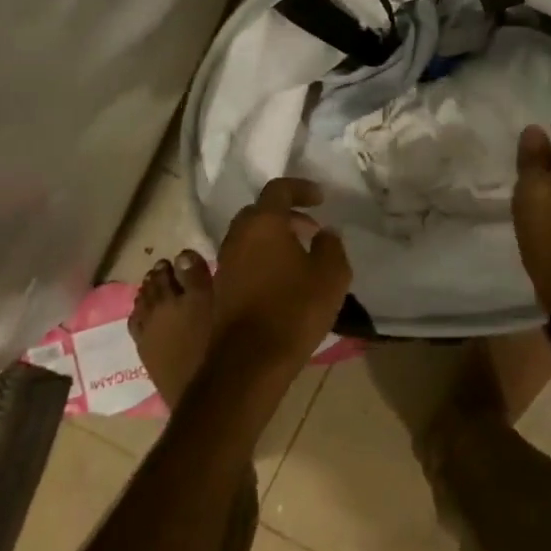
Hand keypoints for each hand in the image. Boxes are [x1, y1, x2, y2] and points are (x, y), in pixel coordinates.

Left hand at [210, 177, 352, 383]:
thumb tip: (324, 233)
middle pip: (260, 211)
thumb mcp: (331, 274)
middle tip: (309, 230)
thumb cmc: (294, 309)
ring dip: (272, 238)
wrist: (249, 362)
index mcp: (264, 222)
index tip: (320, 199)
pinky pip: (243, 260)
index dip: (301, 188)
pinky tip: (281, 281)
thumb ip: (331, 245)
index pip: (279, 189)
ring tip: (298, 257)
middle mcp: (238, 235)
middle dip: (286, 214)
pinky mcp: (220, 288)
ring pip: (249, 237)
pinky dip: (261, 259)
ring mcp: (224, 262)